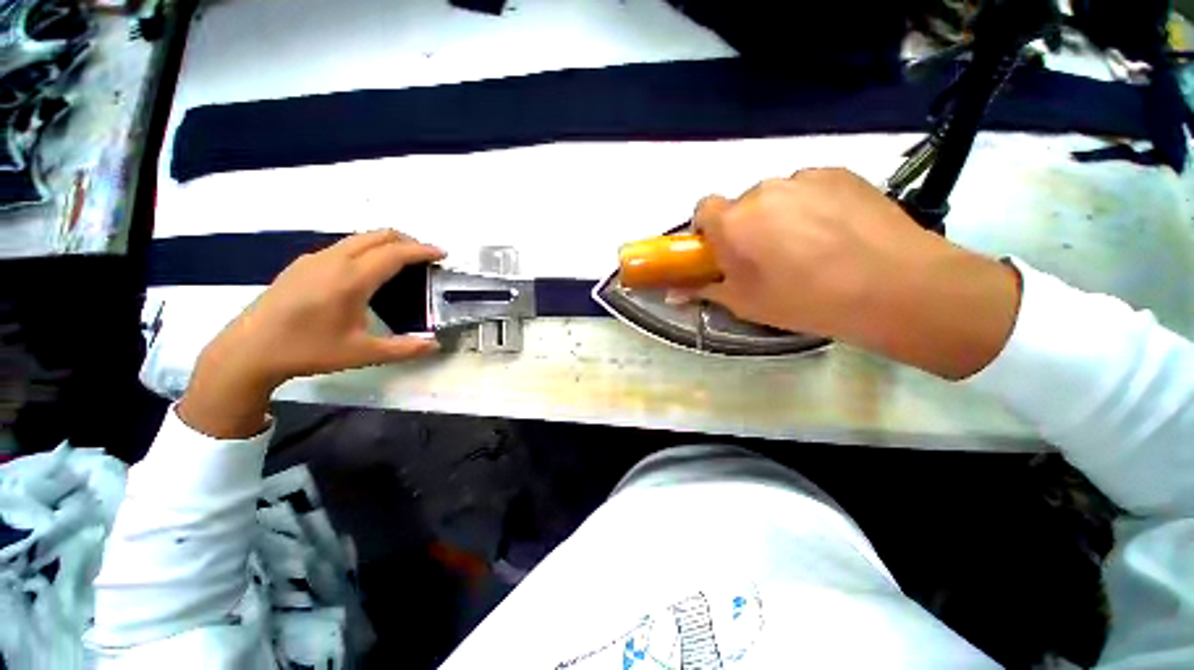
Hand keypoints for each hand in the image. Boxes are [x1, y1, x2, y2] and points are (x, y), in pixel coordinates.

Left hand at [178, 230, 444, 437]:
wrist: (248, 350)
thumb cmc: (308, 350)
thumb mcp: (362, 353)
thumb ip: (405, 349)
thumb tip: (436, 345)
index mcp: (351, 279)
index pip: (395, 254)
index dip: (422, 250)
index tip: (442, 253)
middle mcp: (334, 260)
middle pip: (378, 236)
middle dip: (407, 241)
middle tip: (425, 256)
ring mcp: (315, 259)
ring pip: (360, 238)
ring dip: (386, 243)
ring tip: (402, 262)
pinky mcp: (302, 264)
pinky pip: (344, 246)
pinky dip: (367, 249)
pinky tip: (367, 272)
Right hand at [693, 168, 1021, 379]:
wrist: (891, 287)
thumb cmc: (803, 300)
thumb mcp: (744, 303)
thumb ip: (704, 290)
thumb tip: (672, 293)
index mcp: (733, 220)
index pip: (702, 208)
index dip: (708, 229)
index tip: (722, 251)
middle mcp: (762, 189)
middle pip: (742, 204)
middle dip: (747, 226)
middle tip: (769, 257)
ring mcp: (804, 177)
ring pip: (778, 195)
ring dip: (781, 215)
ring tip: (810, 246)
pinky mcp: (840, 172)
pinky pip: (811, 188)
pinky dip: (813, 205)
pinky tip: (836, 232)